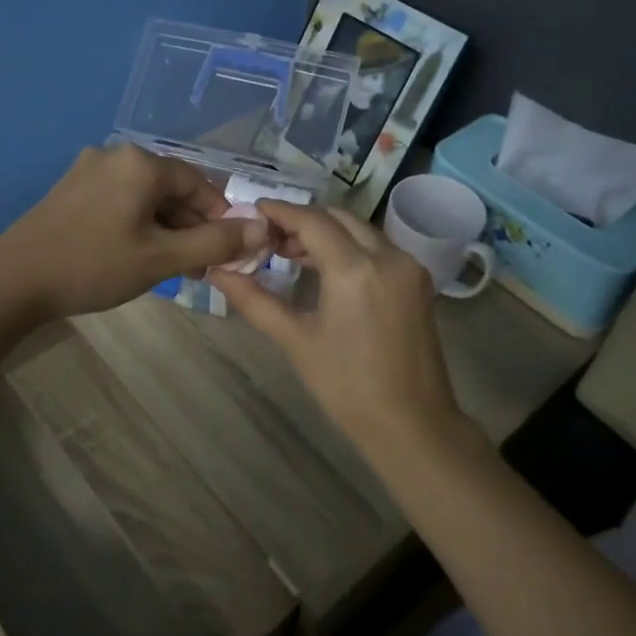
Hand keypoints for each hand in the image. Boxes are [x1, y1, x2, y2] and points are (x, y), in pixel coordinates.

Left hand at [0, 145, 270, 318]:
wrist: (12, 280)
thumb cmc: (93, 265)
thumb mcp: (162, 258)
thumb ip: (216, 243)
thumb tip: (264, 228)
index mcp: (141, 163)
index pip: (198, 183)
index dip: (218, 217)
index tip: (225, 252)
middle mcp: (115, 155)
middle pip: (170, 188)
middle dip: (190, 226)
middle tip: (197, 267)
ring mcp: (87, 170)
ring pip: (144, 197)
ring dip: (164, 228)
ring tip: (169, 267)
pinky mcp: (69, 189)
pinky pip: (118, 201)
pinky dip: (136, 224)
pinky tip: (134, 254)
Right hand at [209, 202, 463, 457]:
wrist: (412, 424)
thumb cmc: (347, 386)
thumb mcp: (295, 340)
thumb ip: (254, 300)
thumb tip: (218, 272)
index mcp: (356, 269)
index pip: (312, 221)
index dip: (280, 212)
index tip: (252, 211)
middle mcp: (388, 256)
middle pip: (338, 218)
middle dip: (302, 220)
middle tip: (268, 238)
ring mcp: (408, 267)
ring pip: (360, 230)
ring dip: (326, 232)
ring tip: (290, 254)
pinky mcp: (417, 282)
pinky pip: (377, 248)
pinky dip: (348, 247)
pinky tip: (325, 269)